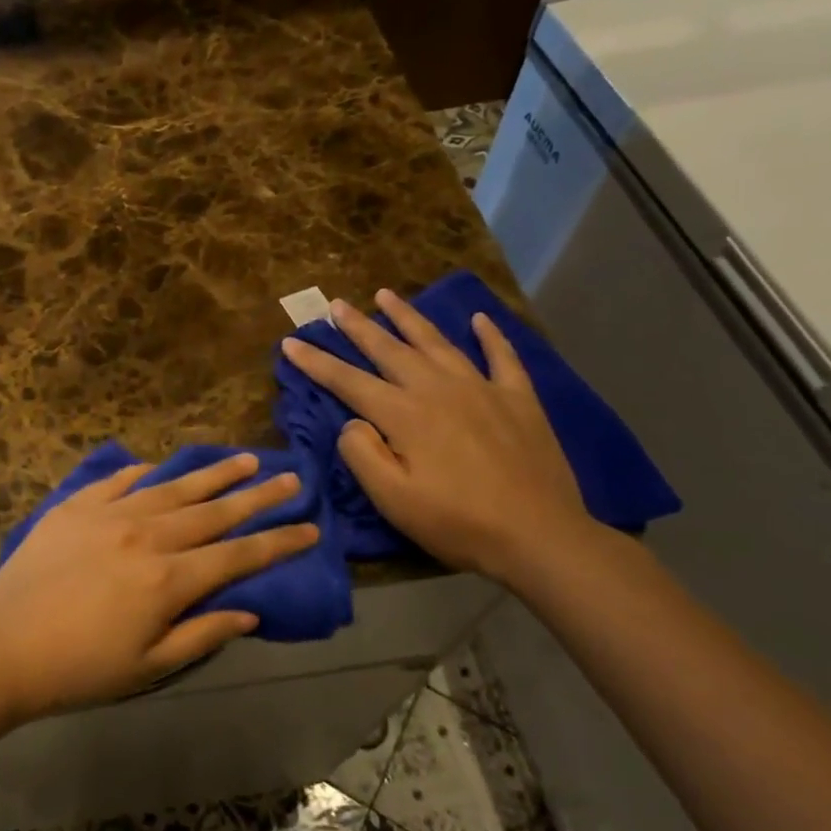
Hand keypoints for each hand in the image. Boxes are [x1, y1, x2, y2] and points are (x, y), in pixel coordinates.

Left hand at [0, 454, 318, 720]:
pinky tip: (160, 467)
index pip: (238, 555)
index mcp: (169, 579)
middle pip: (214, 512)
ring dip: (212, 474)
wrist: (2, 645)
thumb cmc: (79, 668)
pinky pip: (119, 480)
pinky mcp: (77, 506)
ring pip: (173, 487)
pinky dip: (145, 474)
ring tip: (244, 459)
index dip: (278, 541)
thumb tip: (248, 611)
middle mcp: (148, 536)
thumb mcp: (149, 666)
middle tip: (290, 477)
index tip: (310, 526)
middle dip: (257, 496)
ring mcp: (110, 514)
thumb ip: (202, 634)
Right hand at [280, 289, 593, 581]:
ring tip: (386, 295)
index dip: (316, 362)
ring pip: (437, 342)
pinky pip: (502, 356)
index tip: (292, 342)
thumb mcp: (393, 499)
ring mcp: (482, 388)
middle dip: (358, 326)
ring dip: (408, 317)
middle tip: (336, 304)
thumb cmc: (457, 522)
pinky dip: (490, 335)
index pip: (349, 381)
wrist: (539, 535)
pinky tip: (479, 319)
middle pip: (389, 349)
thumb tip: (353, 421)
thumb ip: (362, 454)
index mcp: (404, 414)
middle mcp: (438, 389)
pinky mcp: (518, 398)